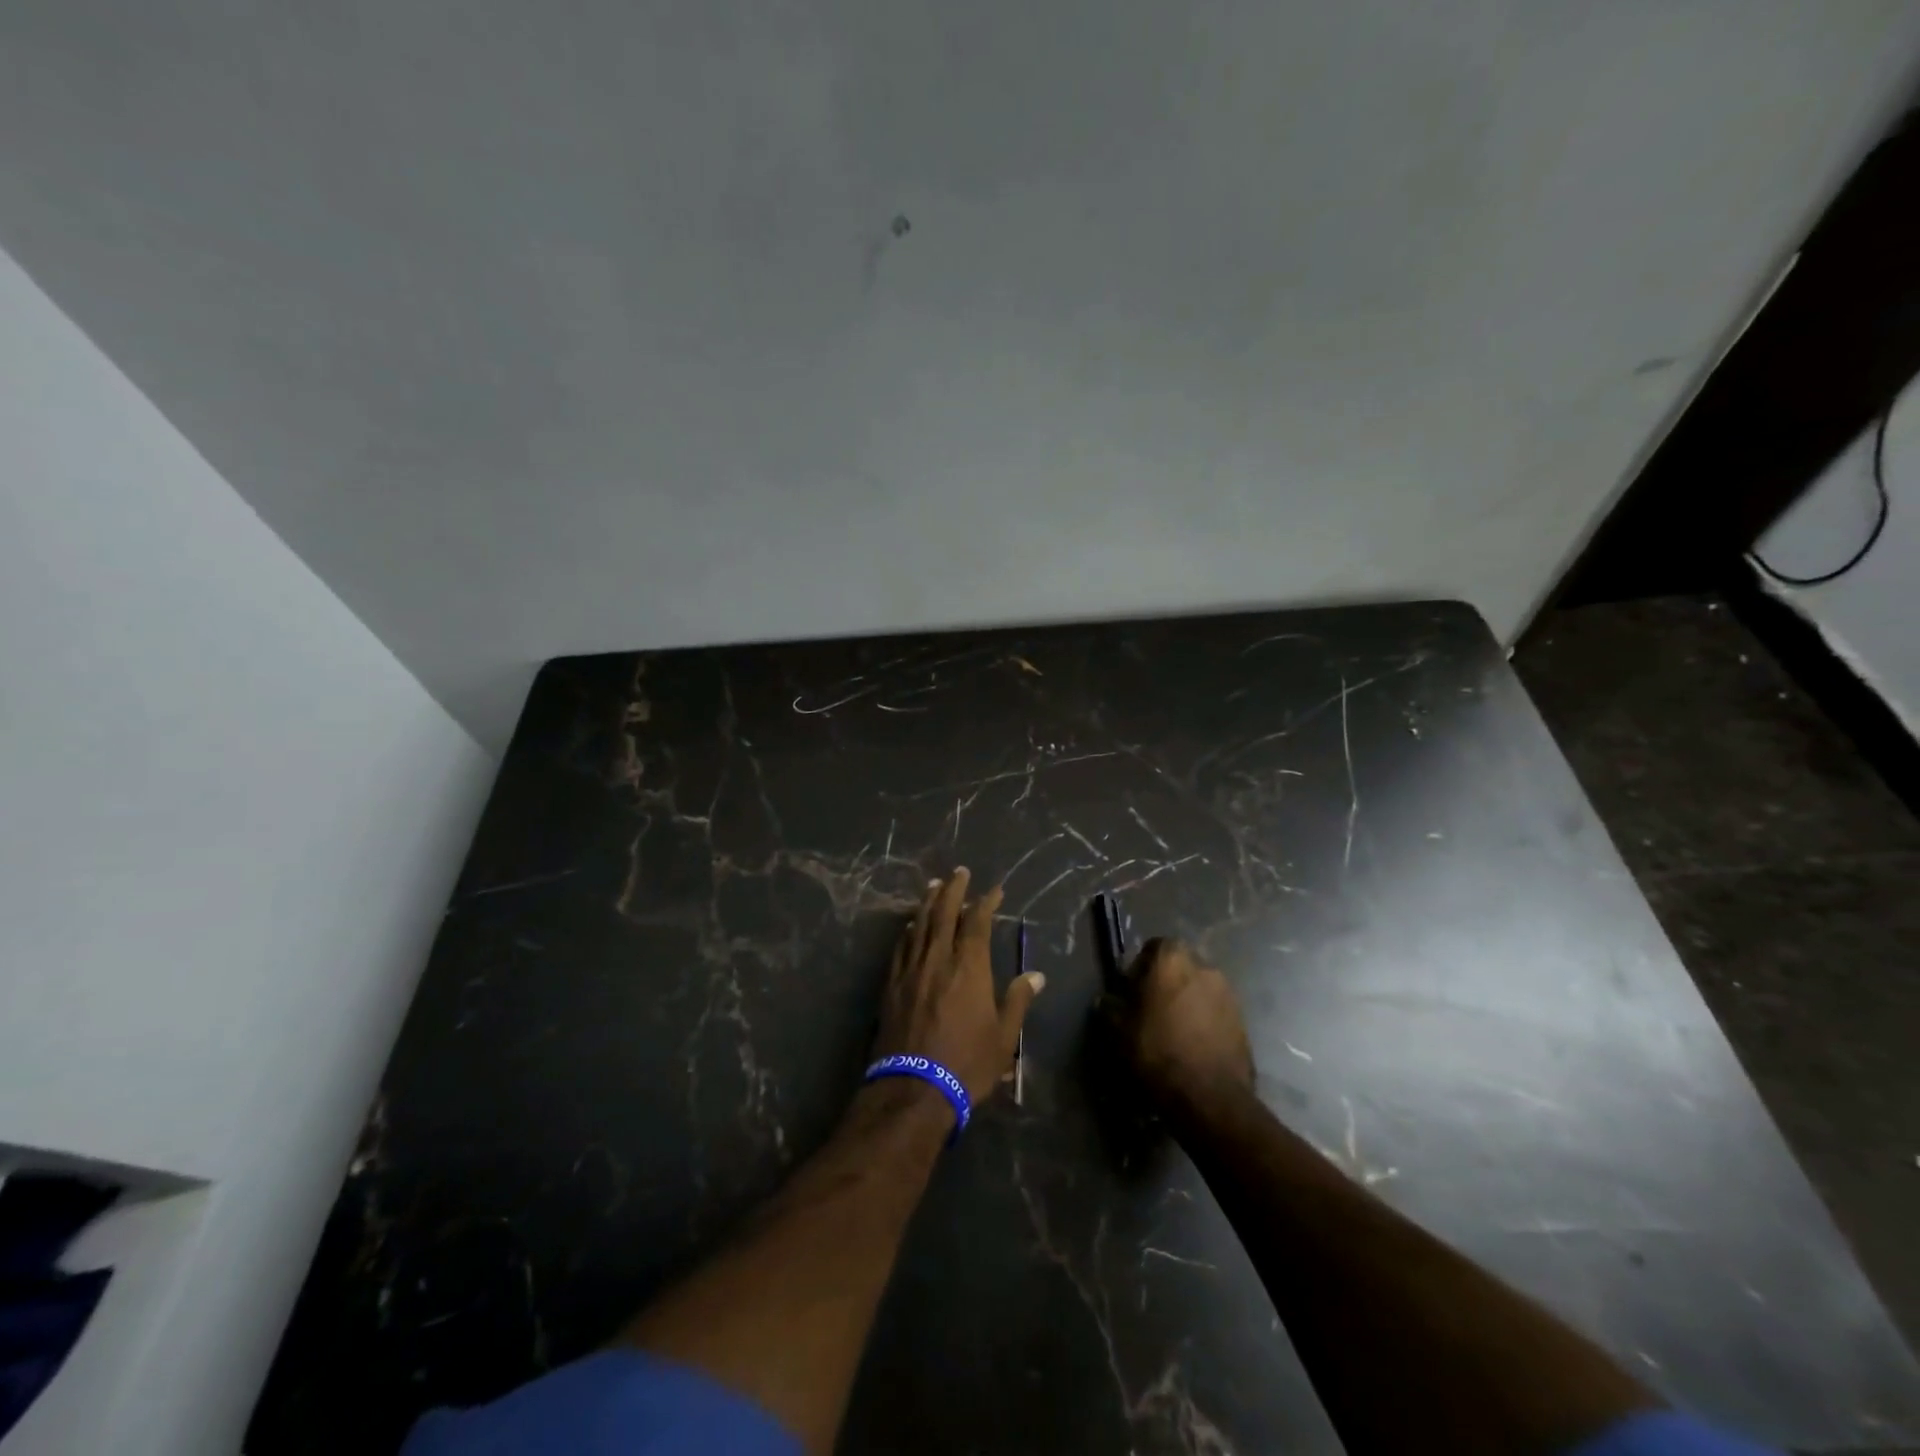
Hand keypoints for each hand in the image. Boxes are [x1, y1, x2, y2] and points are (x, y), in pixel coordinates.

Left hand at [873, 868, 1044, 1102]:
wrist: (914, 1088)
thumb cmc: (967, 1063)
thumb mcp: (1003, 1037)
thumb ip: (1017, 1001)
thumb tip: (1036, 975)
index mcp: (969, 967)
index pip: (977, 923)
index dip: (986, 903)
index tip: (994, 890)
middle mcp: (938, 958)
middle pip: (944, 914)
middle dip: (953, 890)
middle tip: (959, 872)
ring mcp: (911, 970)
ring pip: (920, 925)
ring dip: (928, 902)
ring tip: (934, 885)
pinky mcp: (892, 985)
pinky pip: (901, 947)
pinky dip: (908, 931)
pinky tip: (910, 925)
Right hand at [1105, 938, 1253, 1108]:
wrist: (1210, 1095)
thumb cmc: (1158, 1051)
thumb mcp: (1119, 1031)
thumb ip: (1110, 1008)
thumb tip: (1106, 1000)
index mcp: (1172, 959)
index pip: (1154, 946)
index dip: (1141, 966)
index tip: (1132, 990)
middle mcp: (1204, 966)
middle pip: (1179, 965)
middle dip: (1166, 981)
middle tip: (1152, 1008)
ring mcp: (1228, 993)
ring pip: (1199, 987)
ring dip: (1187, 1000)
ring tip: (1174, 1029)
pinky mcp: (1243, 1019)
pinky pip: (1216, 1009)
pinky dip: (1204, 1018)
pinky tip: (1193, 1043)